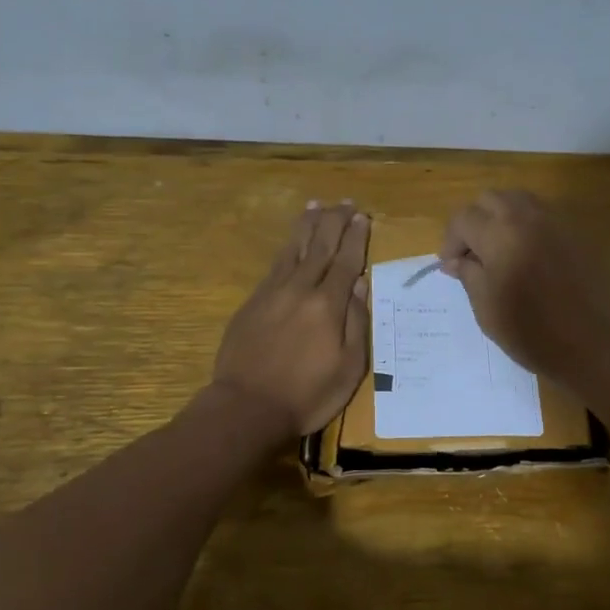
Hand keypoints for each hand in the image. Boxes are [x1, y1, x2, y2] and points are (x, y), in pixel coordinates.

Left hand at [212, 202, 370, 435]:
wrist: (247, 406)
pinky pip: (274, 265)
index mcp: (327, 305)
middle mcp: (300, 290)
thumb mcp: (349, 368)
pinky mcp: (253, 302)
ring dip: (307, 225)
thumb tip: (359, 284)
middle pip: (319, 246)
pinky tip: (291, 242)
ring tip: (316, 205)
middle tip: (345, 203)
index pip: (346, 262)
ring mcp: (272, 293)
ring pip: (293, 249)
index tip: (362, 217)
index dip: (355, 238)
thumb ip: (356, 323)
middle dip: (334, 222)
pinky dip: (286, 247)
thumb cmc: (307, 395)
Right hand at [439, 190, 609, 390]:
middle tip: (472, 255)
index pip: (463, 218)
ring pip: (518, 200)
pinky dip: (526, 225)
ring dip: (501, 218)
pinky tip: (527, 256)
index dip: (451, 241)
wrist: (593, 345)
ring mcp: (556, 222)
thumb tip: (457, 260)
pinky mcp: (576, 233)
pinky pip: (543, 215)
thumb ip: (469, 275)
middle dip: (474, 222)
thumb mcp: (486, 307)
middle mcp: (527, 217)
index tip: (451, 267)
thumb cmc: (531, 332)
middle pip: (490, 199)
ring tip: (498, 252)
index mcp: (499, 234)